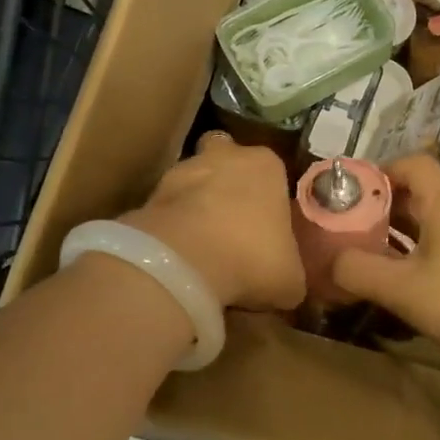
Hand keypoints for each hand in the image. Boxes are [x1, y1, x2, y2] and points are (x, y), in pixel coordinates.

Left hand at [123, 131, 305, 311]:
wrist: (185, 263)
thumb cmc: (253, 258)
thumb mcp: (290, 278)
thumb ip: (290, 270)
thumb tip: (286, 283)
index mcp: (266, 165)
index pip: (271, 169)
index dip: (268, 194)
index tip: (267, 222)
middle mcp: (223, 156)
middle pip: (224, 157)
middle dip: (226, 182)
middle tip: (232, 221)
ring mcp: (181, 171)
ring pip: (191, 180)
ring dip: (194, 204)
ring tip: (201, 245)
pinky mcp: (148, 195)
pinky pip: (166, 209)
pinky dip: (171, 226)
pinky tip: (178, 255)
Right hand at [331, 155, 439, 359]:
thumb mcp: (399, 288)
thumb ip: (358, 270)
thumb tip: (331, 261)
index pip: (414, 164)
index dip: (382, 170)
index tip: (355, 192)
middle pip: (420, 190)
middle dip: (383, 203)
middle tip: (353, 223)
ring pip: (431, 217)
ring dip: (400, 227)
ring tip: (371, 248)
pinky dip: (419, 245)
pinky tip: (404, 273)